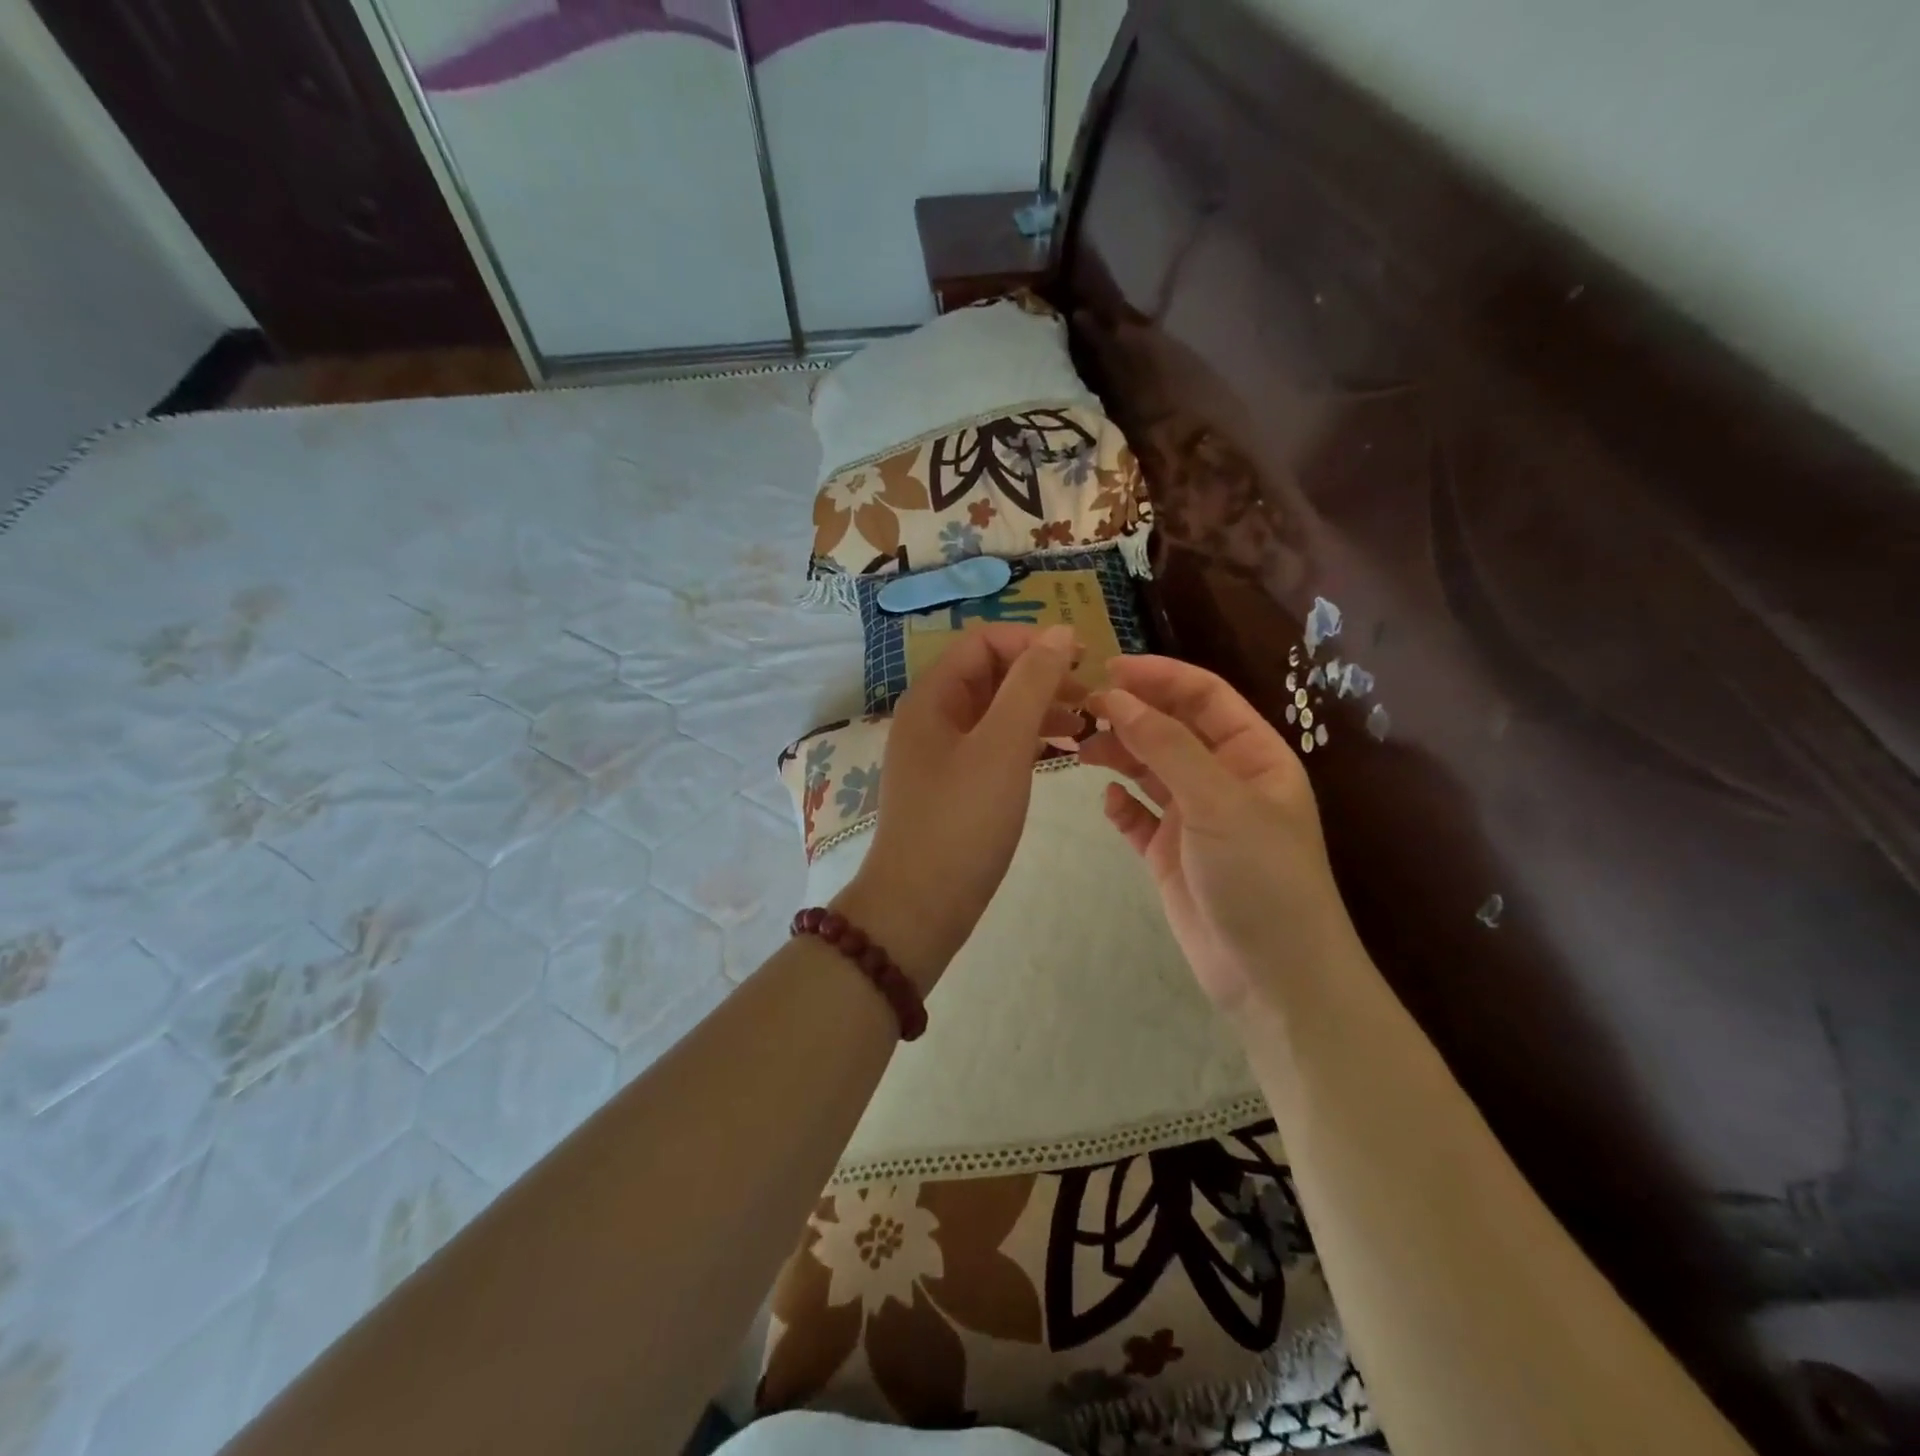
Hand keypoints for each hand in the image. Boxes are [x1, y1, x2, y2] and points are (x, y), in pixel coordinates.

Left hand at [836, 624, 1085, 991]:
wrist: (920, 906)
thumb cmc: (962, 820)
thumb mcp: (1003, 745)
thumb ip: (1032, 683)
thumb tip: (1060, 632)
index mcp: (933, 696)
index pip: (984, 641)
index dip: (1034, 642)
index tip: (1084, 660)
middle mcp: (932, 716)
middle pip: (991, 674)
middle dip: (1041, 676)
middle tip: (1093, 698)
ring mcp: (941, 752)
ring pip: (996, 710)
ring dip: (1039, 708)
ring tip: (1086, 726)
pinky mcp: (954, 784)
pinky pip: (994, 744)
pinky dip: (1026, 740)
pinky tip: (1060, 750)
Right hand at [1083, 656, 1355, 1009]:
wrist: (1273, 978)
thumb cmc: (1261, 878)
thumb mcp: (1219, 802)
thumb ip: (1167, 747)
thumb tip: (1117, 697)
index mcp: (1253, 755)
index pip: (1204, 696)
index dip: (1159, 676)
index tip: (1107, 668)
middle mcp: (1223, 779)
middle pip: (1171, 729)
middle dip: (1130, 714)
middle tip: (1079, 708)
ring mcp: (1196, 818)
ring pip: (1150, 770)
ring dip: (1118, 754)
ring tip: (1079, 748)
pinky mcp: (1170, 855)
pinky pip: (1139, 817)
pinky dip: (1121, 805)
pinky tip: (1107, 802)